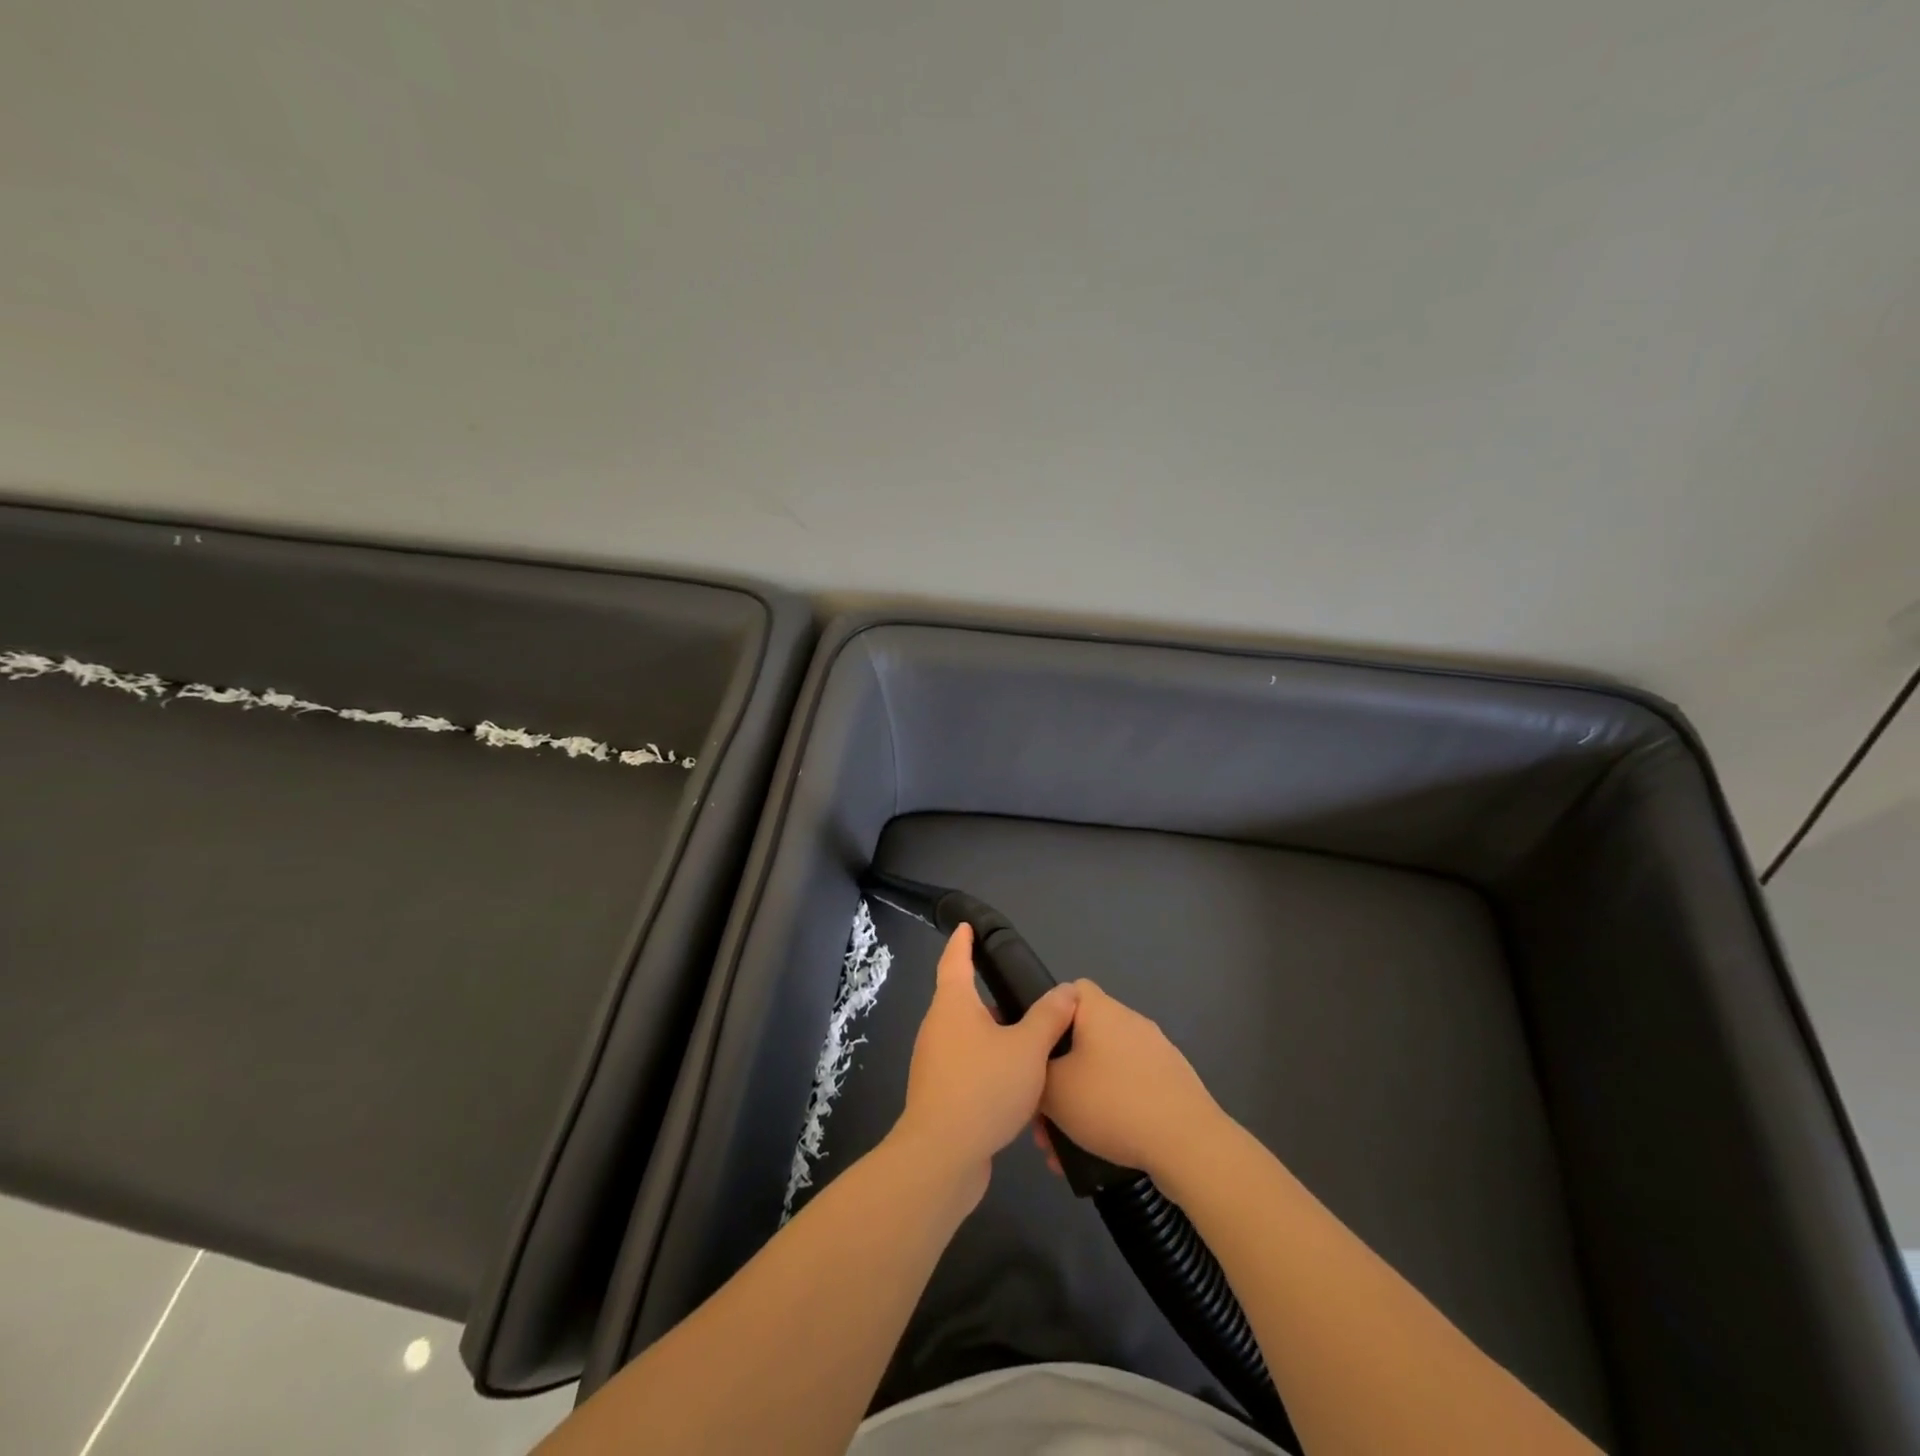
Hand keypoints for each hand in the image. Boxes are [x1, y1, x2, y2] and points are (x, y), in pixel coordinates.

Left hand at [894, 925, 1079, 1197]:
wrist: (942, 1156)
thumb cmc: (984, 1087)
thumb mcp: (1028, 1048)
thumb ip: (1049, 1017)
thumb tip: (1067, 991)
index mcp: (953, 1005)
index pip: (955, 960)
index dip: (962, 941)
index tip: (966, 927)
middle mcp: (938, 1027)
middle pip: (963, 1001)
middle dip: (990, 998)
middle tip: (1021, 995)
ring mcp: (935, 1062)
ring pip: (969, 1039)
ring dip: (995, 1039)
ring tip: (1029, 1044)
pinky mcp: (940, 1094)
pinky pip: (969, 1070)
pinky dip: (991, 1069)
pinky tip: (1018, 1088)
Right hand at [1037, 980, 1221, 1185]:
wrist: (1188, 1143)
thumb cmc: (1112, 1103)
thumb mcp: (1053, 1089)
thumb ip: (1035, 1070)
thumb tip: (1037, 1064)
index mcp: (1101, 1010)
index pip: (1067, 991)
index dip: (1047, 1016)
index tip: (1035, 1052)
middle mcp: (1129, 1021)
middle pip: (1083, 1038)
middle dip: (1060, 1076)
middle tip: (1044, 1116)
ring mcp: (1155, 1052)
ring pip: (1103, 1071)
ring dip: (1082, 1101)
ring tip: (1065, 1147)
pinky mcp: (1172, 1083)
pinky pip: (1128, 1090)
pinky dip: (1110, 1113)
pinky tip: (1098, 1151)